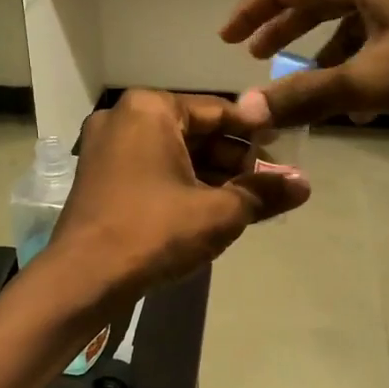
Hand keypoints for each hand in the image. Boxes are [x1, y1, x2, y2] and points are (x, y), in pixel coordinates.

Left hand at [46, 90, 309, 296]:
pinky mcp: (98, 177)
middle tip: (267, 184)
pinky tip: (209, 209)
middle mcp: (123, 117)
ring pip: (171, 153)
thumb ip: (263, 192)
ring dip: (209, 175)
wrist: (83, 278)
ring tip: (246, 201)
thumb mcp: (218, 212)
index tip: (282, 152)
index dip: (254, 133)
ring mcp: (105, 148)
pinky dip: (180, 184)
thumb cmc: (154, 231)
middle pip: (193, 131)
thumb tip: (305, 184)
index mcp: (149, 108)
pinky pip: (150, 169)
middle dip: (232, 159)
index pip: (217, 111)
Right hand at [218, 0, 388, 130]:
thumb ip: (306, 94)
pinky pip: (384, 13)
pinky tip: (366, 87)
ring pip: (353, 8)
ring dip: (328, 47)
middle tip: (257, 54)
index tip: (225, 38)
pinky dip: (365, 45)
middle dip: (286, 30)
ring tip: (311, 83)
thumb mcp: (370, 80)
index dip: (250, 16)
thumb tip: (249, 111)